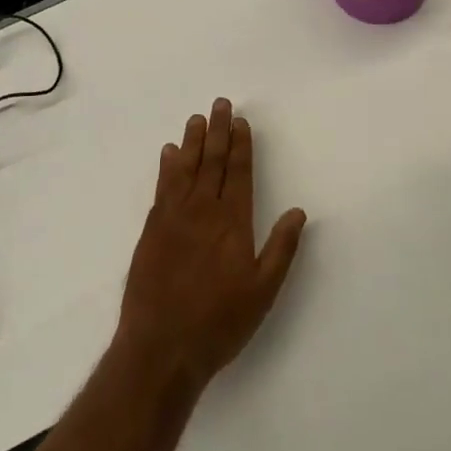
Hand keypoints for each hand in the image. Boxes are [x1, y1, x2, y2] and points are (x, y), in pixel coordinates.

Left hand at [117, 99, 307, 390]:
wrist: (161, 346)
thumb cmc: (219, 322)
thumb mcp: (263, 292)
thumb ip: (281, 249)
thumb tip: (299, 211)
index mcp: (232, 223)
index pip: (237, 173)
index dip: (240, 145)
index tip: (241, 121)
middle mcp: (201, 211)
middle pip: (211, 162)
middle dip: (218, 131)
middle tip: (220, 104)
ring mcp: (172, 218)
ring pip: (184, 169)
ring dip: (192, 142)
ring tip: (196, 118)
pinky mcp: (151, 230)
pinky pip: (162, 187)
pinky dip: (167, 167)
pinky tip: (169, 153)